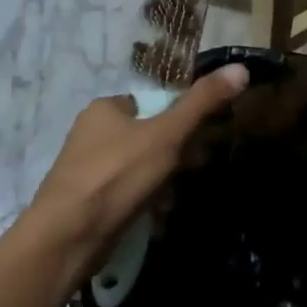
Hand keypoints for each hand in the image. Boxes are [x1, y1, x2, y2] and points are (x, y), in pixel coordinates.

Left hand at [25, 63, 249, 272]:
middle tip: (194, 171)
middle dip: (174, 155)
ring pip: (137, 168)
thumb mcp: (166, 135)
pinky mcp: (85, 203)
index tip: (201, 141)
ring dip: (161, 182)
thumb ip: (202, 103)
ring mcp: (86, 170)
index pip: (151, 104)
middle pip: (146, 137)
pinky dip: (143, 203)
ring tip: (175, 199)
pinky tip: (157, 218)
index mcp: (104, 109)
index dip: (180, 121)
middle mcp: (91, 134)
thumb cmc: (116, 176)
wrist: (66, 238)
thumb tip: (240, 68)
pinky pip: (124, 194)